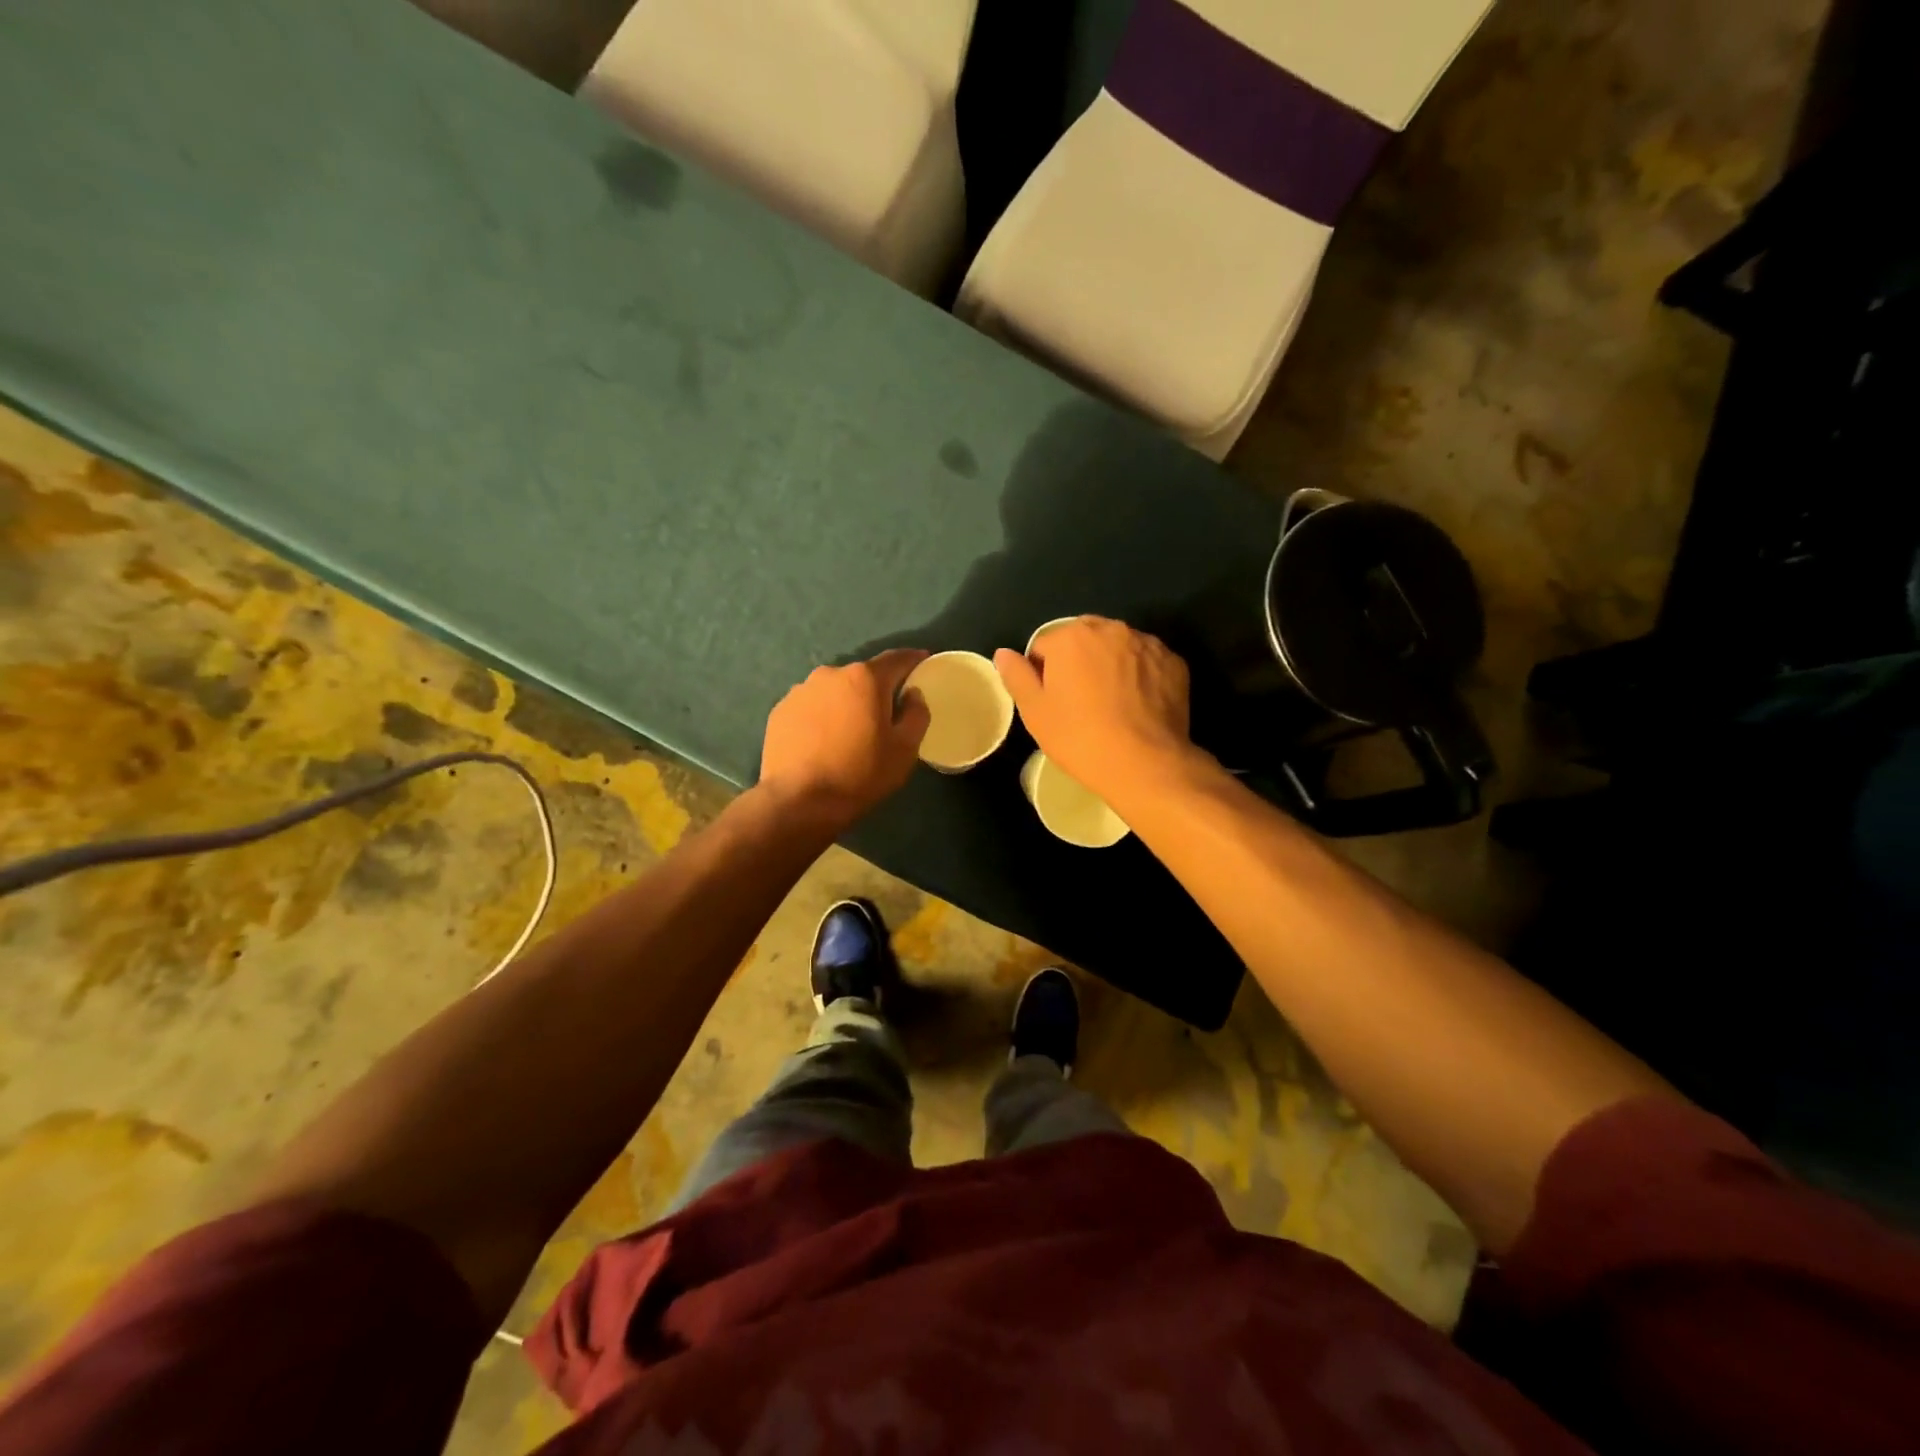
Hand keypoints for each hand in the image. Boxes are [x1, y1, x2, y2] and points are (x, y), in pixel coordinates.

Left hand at [759, 649, 930, 829]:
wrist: (798, 801)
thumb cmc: (860, 774)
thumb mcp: (904, 750)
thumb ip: (917, 715)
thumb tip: (913, 695)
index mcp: (865, 679)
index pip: (896, 659)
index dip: (913, 659)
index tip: (923, 661)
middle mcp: (831, 674)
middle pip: (862, 675)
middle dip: (876, 689)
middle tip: (885, 713)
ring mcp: (800, 690)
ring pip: (834, 690)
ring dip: (846, 703)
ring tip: (850, 730)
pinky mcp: (780, 710)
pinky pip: (811, 706)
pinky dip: (821, 716)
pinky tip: (823, 741)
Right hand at [993, 618, 1194, 806]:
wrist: (1145, 763)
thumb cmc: (1080, 737)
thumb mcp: (1035, 712)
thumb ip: (1016, 675)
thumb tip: (1003, 653)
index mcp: (1071, 636)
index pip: (1045, 646)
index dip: (1043, 675)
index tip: (1052, 703)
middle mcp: (1111, 628)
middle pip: (1083, 640)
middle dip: (1078, 662)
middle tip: (1080, 703)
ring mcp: (1147, 643)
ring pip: (1118, 648)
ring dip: (1110, 666)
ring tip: (1112, 705)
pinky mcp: (1174, 662)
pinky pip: (1147, 662)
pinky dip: (1140, 676)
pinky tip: (1138, 706)